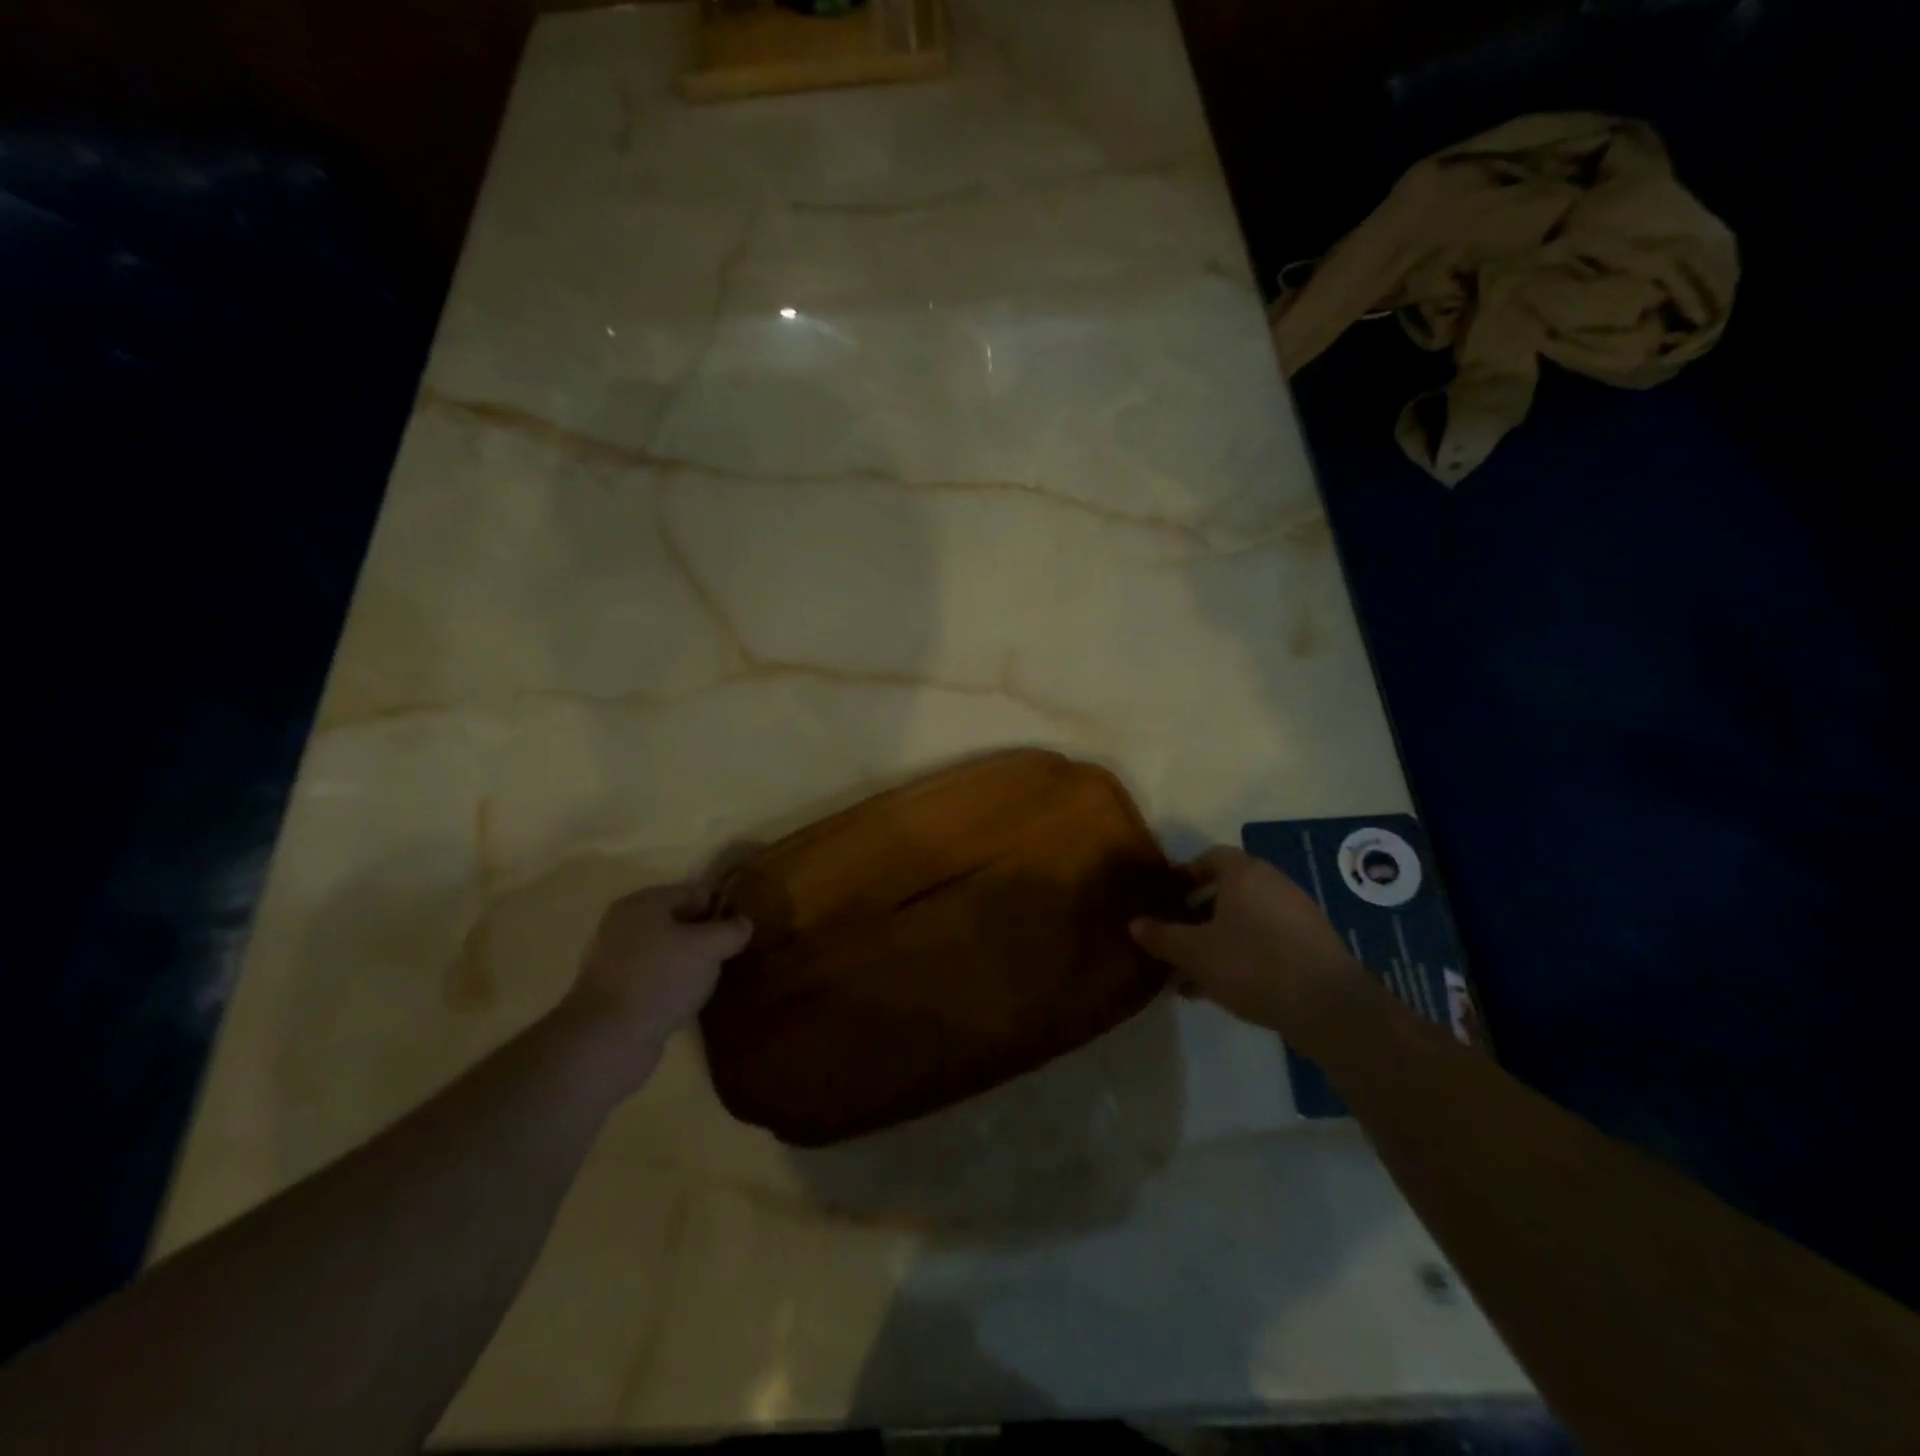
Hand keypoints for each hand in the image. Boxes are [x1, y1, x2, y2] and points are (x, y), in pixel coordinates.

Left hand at [563, 883, 752, 1070]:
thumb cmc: (660, 978)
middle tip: (731, 954)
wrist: (608, 1039)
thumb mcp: (708, 948)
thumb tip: (743, 924)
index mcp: (643, 903)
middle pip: (679, 921)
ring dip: (689, 962)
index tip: (743, 928)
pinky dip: (672, 985)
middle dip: (706, 936)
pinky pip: (654, 978)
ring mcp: (614, 960)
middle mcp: (623, 925)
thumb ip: (731, 931)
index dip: (722, 906)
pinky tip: (688, 999)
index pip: (694, 891)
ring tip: (713, 979)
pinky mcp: (613, 993)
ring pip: (666, 952)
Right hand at [1130, 847, 1362, 1037]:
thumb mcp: (1194, 952)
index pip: (1209, 858)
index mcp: (1244, 873)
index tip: (1166, 896)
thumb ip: (1162, 936)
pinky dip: (1243, 953)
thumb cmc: (1252, 964)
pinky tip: (1224, 988)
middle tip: (1175, 936)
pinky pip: (1266, 939)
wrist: (1328, 1006)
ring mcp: (1296, 913)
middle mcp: (1272, 883)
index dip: (1184, 874)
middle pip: (1227, 890)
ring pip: (1245, 919)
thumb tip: (1134, 923)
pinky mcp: (1312, 944)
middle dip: (1197, 913)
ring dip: (1218, 939)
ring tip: (1193, 972)